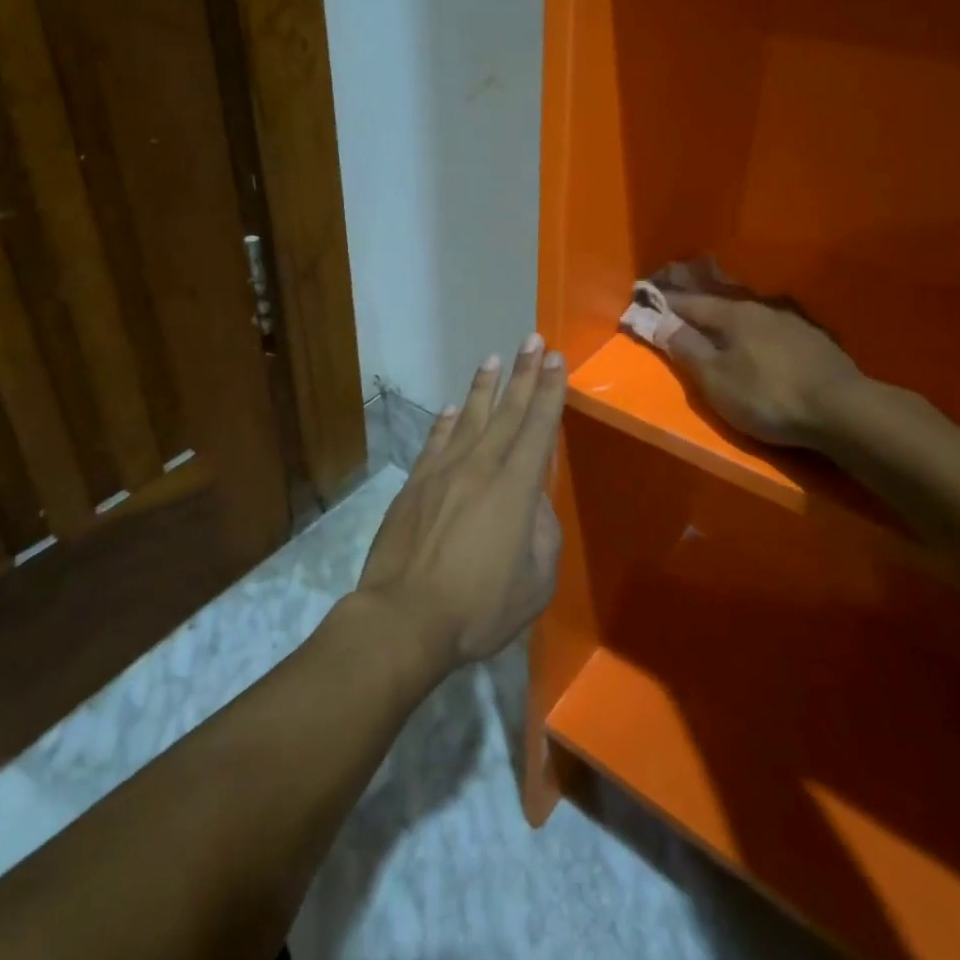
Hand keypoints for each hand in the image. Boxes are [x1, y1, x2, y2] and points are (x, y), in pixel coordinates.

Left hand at [357, 335, 565, 668]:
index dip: (550, 391)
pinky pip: (434, 443)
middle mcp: (480, 467)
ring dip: (483, 387)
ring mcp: (442, 473)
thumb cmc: (478, 607)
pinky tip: (449, 409)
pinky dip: (443, 423)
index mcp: (515, 488)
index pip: (538, 427)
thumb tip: (533, 502)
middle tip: (533, 340)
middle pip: (507, 412)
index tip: (556, 360)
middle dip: (524, 374)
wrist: (404, 618)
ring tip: (493, 359)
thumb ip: (542, 533)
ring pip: (467, 418)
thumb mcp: (535, 581)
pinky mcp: (414, 486)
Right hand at [663, 291, 866, 451]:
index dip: (664, 302)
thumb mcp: (715, 379)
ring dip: (728, 315)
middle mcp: (762, 308)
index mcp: (732, 314)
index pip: (689, 302)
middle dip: (697, 302)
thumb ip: (685, 348)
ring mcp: (793, 322)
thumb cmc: (767, 395)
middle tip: (678, 301)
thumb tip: (657, 320)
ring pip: (750, 313)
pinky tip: (759, 338)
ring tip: (716, 320)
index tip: (644, 297)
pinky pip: (773, 328)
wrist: (843, 410)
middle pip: (720, 302)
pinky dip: (755, 330)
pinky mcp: (815, 341)